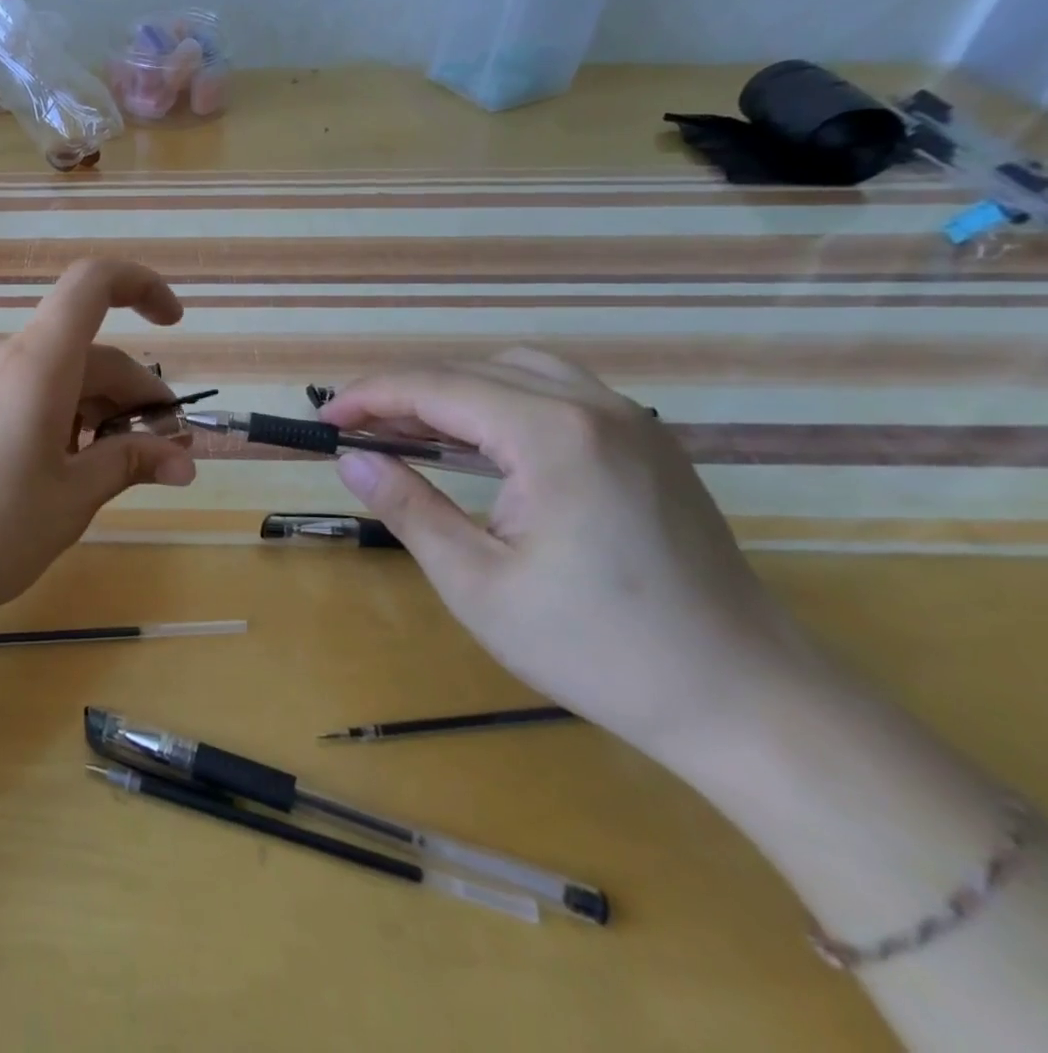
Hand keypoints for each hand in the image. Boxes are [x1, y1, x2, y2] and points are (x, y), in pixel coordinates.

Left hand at [0, 260, 196, 636]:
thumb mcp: (70, 501)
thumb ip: (130, 464)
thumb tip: (186, 458)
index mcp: (34, 363)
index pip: (92, 283)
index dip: (142, 286)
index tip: (174, 325)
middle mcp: (0, 354)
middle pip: (84, 350)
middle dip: (130, 394)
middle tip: (159, 453)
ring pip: (53, 373)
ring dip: (93, 410)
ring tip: (104, 472)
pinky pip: (20, 389)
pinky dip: (56, 415)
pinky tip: (56, 469)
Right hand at [319, 349, 822, 762]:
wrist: (746, 699)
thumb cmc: (598, 649)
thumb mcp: (477, 583)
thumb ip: (409, 507)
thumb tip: (349, 459)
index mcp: (552, 436)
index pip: (437, 387)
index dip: (369, 397)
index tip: (323, 420)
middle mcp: (593, 407)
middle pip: (473, 370)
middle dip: (403, 392)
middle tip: (354, 429)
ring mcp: (630, 420)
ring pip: (516, 370)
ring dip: (452, 389)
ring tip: (407, 428)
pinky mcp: (647, 443)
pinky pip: (556, 391)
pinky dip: (499, 399)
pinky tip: (479, 440)